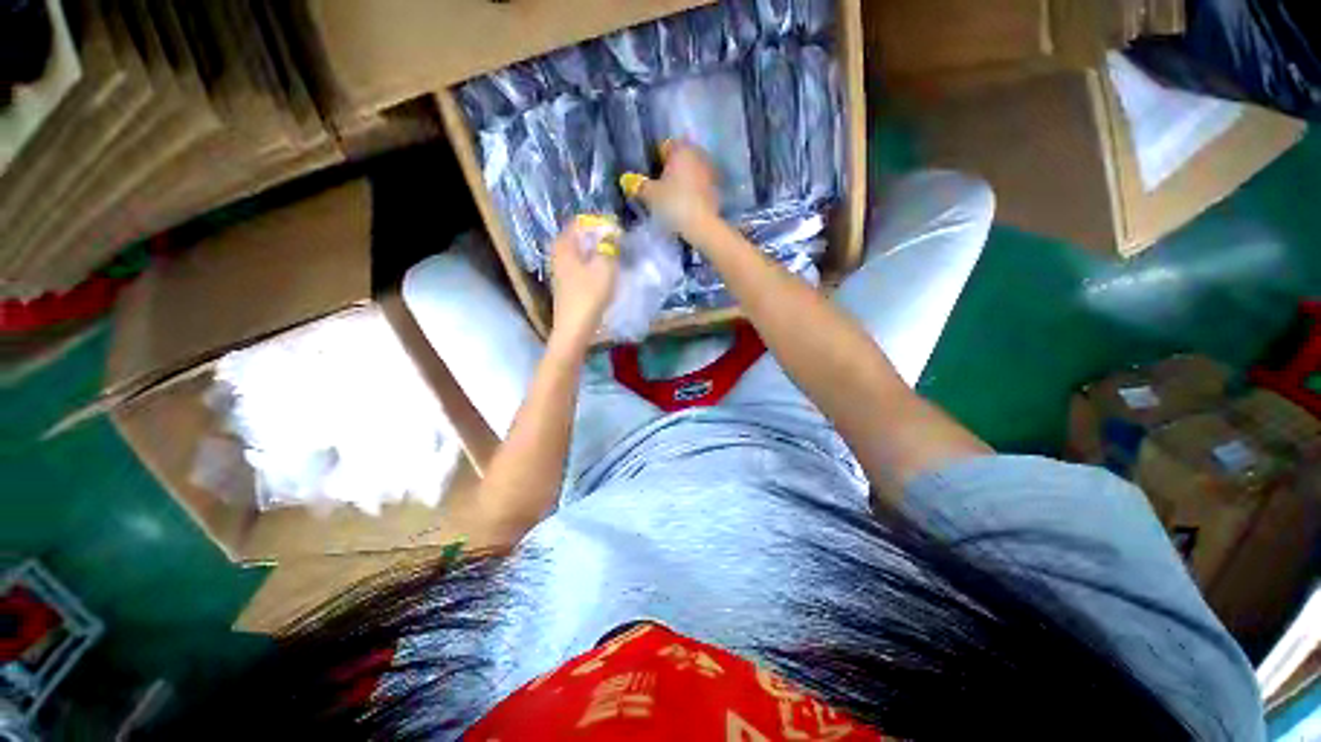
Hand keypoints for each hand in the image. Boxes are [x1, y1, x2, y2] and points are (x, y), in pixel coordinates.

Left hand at [549, 217, 619, 346]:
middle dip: (599, 238)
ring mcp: (559, 270)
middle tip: (617, 246)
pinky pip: (580, 266)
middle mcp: (557, 253)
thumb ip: (610, 244)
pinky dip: (592, 265)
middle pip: (579, 237)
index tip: (617, 233)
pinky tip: (603, 275)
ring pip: (580, 253)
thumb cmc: (590, 294)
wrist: (575, 327)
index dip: (600, 224)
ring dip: (596, 253)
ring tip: (614, 260)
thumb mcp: (605, 266)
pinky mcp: (565, 284)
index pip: (580, 222)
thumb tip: (612, 231)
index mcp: (564, 244)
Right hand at [622, 142, 719, 235]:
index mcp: (681, 149)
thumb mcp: (650, 195)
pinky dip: (693, 191)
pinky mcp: (717, 188)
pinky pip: (700, 185)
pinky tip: (686, 205)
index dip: (656, 160)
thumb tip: (630, 182)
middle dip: (671, 169)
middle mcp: (698, 154)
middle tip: (661, 187)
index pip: (665, 146)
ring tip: (673, 198)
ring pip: (691, 171)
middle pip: (680, 158)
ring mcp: (710, 171)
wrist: (701, 225)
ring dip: (683, 180)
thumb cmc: (673, 203)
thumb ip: (639, 185)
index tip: (651, 177)